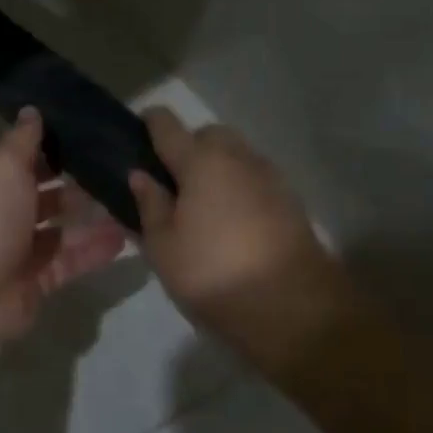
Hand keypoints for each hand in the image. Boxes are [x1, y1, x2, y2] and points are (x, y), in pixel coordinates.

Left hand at [0, 109, 128, 350]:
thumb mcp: (3, 167)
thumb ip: (22, 141)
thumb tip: (31, 110)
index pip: (21, 159)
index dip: (50, 148)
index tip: (88, 136)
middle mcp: (1, 213)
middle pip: (43, 195)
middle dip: (76, 184)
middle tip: (118, 172)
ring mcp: (18, 250)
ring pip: (59, 230)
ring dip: (90, 220)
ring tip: (129, 205)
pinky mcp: (35, 282)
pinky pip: (68, 262)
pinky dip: (93, 251)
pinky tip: (124, 239)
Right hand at [129, 108, 339, 352]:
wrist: (296, 309)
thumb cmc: (214, 273)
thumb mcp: (163, 246)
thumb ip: (150, 205)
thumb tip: (141, 176)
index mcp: (200, 161)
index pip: (167, 124)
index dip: (148, 123)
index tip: (136, 136)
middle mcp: (237, 158)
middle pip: (209, 134)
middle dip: (189, 146)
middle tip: (172, 182)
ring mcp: (270, 177)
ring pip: (236, 155)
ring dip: (218, 168)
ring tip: (202, 206)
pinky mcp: (292, 201)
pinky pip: (255, 180)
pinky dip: (240, 188)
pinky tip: (230, 222)